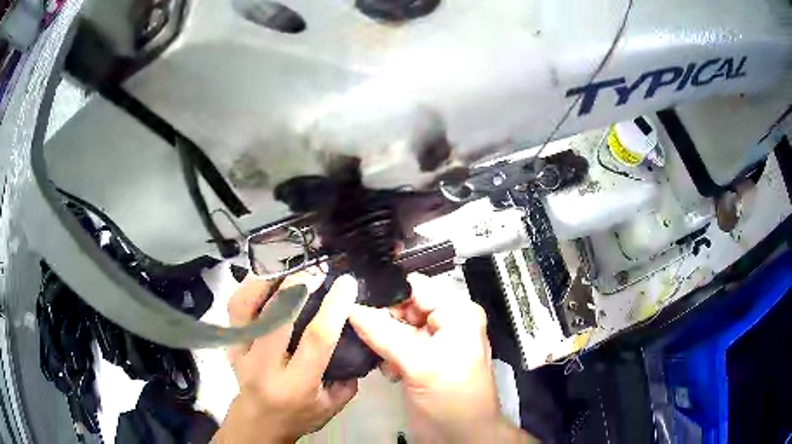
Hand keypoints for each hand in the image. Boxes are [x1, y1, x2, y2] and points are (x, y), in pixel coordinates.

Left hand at [213, 273, 358, 443]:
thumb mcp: (331, 406)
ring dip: (268, 282)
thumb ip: (348, 378)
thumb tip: (356, 340)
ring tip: (287, 269)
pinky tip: (264, 279)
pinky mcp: (231, 343)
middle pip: (278, 315)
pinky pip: (234, 308)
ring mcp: (242, 351)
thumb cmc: (298, 416)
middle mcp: (265, 366)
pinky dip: (248, 289)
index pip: (316, 339)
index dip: (333, 307)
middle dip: (299, 285)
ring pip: (247, 307)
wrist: (257, 422)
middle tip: (317, 270)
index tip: (346, 283)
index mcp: (296, 384)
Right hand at [349, 274, 536, 442]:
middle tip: (361, 332)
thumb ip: (383, 334)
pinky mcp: (422, 359)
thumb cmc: (452, 401)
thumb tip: (349, 307)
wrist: (461, 437)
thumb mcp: (419, 365)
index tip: (353, 298)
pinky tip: (388, 369)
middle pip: (405, 305)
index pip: (416, 286)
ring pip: (398, 325)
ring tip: (380, 357)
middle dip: (382, 318)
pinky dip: (387, 353)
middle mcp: (447, 322)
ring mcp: (434, 342)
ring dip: (383, 338)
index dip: (386, 291)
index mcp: (457, 313)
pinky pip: (397, 344)